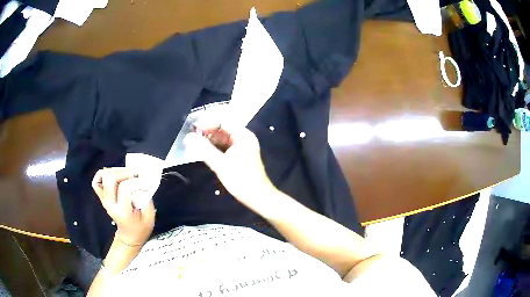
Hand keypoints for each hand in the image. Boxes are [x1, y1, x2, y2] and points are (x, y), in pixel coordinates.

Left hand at [92, 168, 155, 246]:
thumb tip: (143, 181)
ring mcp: (104, 199)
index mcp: (122, 212)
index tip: (145, 184)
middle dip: (125, 172)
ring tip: (128, 174)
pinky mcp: (102, 196)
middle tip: (136, 175)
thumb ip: (147, 198)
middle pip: (110, 178)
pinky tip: (115, 175)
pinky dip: (104, 174)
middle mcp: (110, 204)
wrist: (129, 236)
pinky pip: (97, 180)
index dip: (136, 182)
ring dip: (117, 170)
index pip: (124, 188)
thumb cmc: (141, 228)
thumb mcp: (150, 217)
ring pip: (104, 175)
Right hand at [184, 124, 276, 205]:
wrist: (258, 197)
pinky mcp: (240, 155)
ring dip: (210, 140)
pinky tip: (204, 152)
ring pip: (223, 138)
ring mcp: (243, 147)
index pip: (222, 121)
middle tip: (191, 138)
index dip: (207, 123)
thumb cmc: (240, 179)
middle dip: (207, 132)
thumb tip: (188, 136)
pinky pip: (225, 147)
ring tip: (195, 144)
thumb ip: (203, 149)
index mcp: (243, 135)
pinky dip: (215, 148)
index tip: (193, 130)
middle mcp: (244, 138)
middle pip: (222, 129)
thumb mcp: (220, 164)